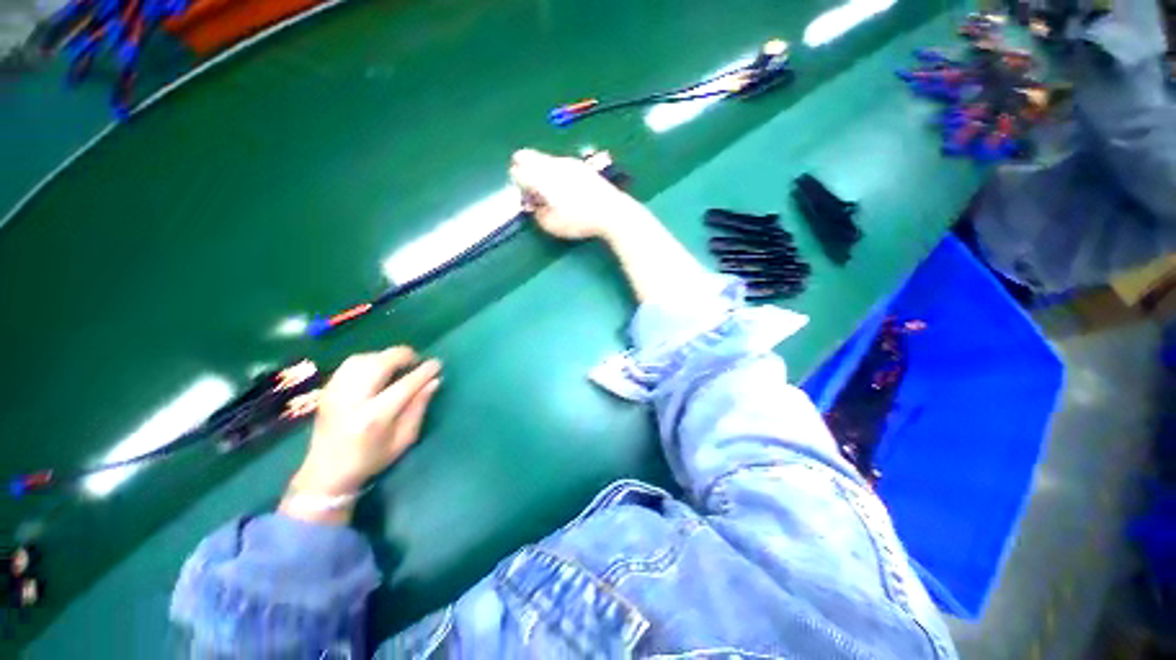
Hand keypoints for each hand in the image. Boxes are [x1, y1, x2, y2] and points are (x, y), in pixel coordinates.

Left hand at [286, 347, 440, 510]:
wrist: (326, 472)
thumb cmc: (372, 458)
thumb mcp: (404, 439)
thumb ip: (419, 407)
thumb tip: (433, 381)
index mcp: (374, 418)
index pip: (404, 385)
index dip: (423, 372)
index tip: (437, 364)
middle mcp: (352, 401)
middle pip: (379, 364)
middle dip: (403, 355)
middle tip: (417, 360)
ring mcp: (335, 393)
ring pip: (363, 359)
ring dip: (385, 356)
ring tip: (398, 364)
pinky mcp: (327, 390)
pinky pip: (350, 364)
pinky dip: (369, 360)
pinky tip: (378, 369)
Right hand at [510, 149, 654, 240]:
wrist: (610, 211)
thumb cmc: (579, 221)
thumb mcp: (552, 226)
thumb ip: (537, 214)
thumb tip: (534, 205)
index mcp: (541, 177)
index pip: (517, 171)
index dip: (518, 185)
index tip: (528, 199)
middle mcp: (551, 164)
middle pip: (526, 157)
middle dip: (525, 171)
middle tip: (534, 192)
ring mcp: (567, 161)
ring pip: (544, 159)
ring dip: (541, 171)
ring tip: (553, 193)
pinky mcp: (580, 165)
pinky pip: (559, 163)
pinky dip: (555, 172)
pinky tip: (567, 189)